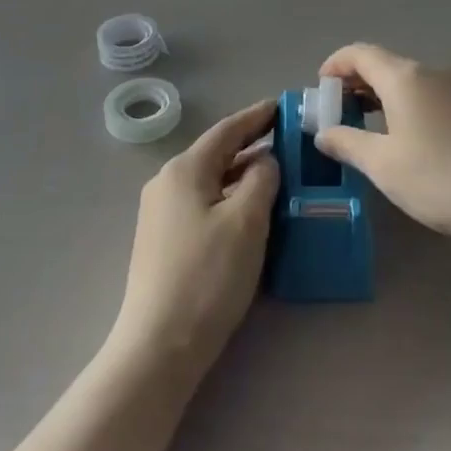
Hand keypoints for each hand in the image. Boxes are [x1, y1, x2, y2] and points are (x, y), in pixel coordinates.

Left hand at [109, 101, 277, 375]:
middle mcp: (166, 183)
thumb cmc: (208, 275)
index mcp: (184, 169)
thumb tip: (265, 161)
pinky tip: (251, 211)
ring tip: (279, 174)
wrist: (159, 345)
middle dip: (252, 145)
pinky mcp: (164, 240)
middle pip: (216, 153)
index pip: (227, 130)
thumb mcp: (247, 220)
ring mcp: (161, 213)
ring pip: (211, 180)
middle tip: (290, 141)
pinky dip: (230, 197)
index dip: (257, 116)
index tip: (285, 105)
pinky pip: (203, 203)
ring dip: (243, 174)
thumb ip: (261, 179)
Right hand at [313, 43, 450, 257]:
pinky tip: (405, 137)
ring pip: (408, 81)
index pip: (360, 53)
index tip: (319, 89)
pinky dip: (405, 105)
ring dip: (381, 95)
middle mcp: (432, 73)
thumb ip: (347, 143)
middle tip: (337, 112)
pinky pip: (429, 95)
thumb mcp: (383, 165)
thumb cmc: (440, 178)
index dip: (335, 65)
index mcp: (405, 77)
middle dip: (356, 82)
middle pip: (385, 64)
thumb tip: (323, 133)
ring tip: (366, 126)